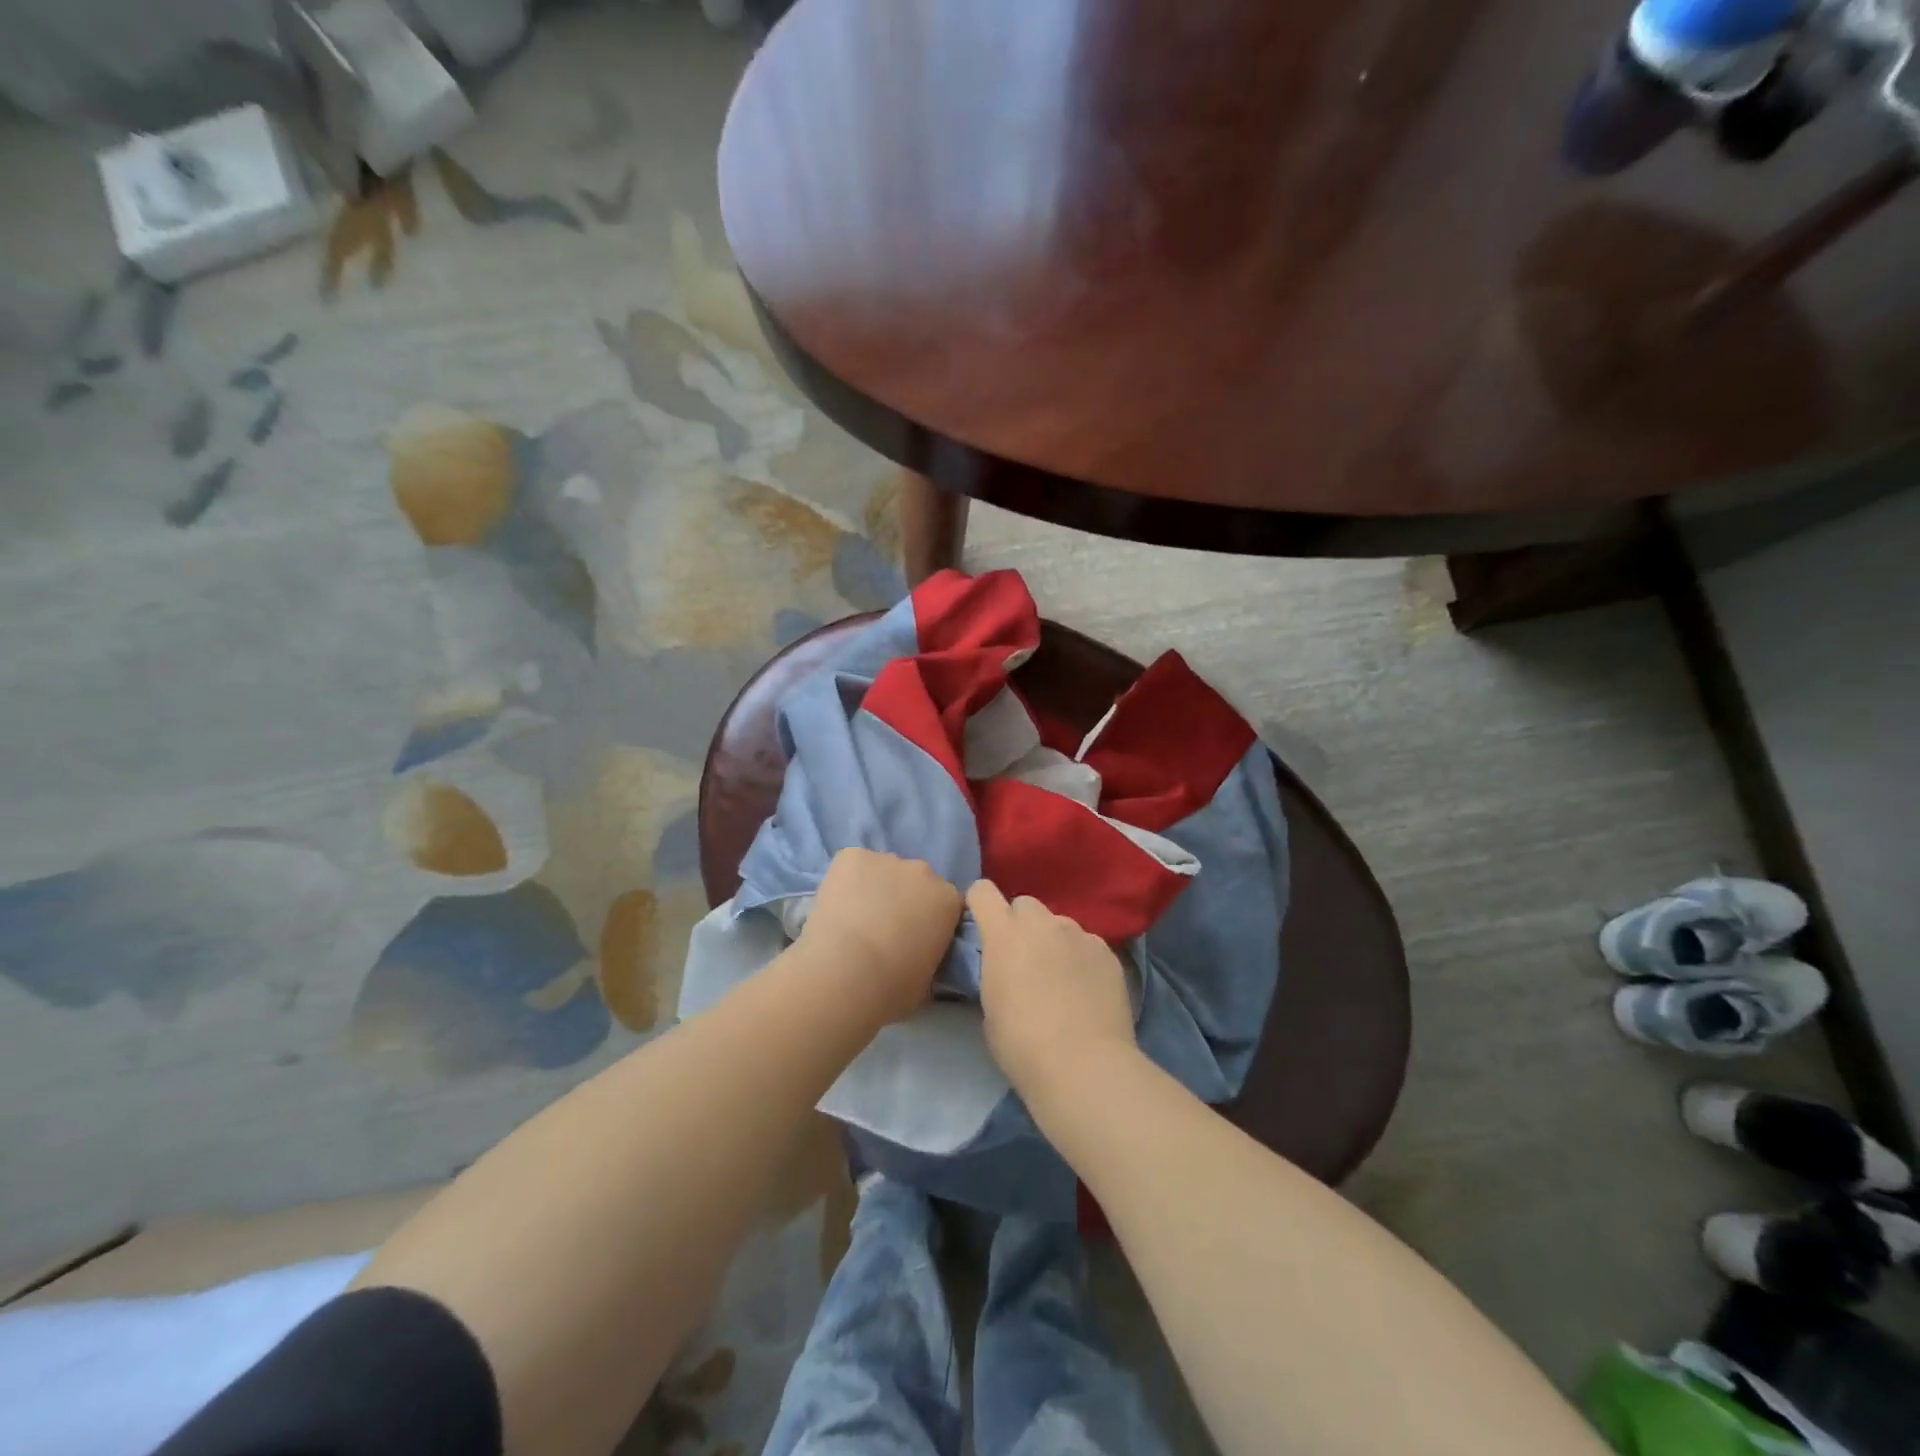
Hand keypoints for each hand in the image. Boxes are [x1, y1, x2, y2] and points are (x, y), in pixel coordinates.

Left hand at [800, 849, 962, 1023]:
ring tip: (853, 919)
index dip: (930, 920)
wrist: (845, 972)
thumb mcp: (927, 983)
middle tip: (883, 930)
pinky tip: (835, 906)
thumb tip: (920, 959)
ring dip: (874, 888)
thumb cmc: (892, 988)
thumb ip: (930, 961)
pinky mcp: (852, 855)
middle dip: (903, 899)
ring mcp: (887, 859)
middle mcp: (924, 871)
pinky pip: (852, 864)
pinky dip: (845, 881)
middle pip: (916, 881)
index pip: (946, 903)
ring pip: (882, 871)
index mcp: (949, 900)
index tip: (915, 939)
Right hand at [966, 880, 1138, 1101]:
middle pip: (1025, 905)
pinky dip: (1082, 958)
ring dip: (1054, 941)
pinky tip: (1086, 989)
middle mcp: (1042, 923)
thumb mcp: (990, 1006)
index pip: (983, 892)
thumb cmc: (1021, 1044)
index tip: (983, 926)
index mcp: (1004, 934)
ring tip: (1061, 978)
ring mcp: (1079, 934)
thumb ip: (996, 972)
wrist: (1083, 1065)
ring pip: (1060, 924)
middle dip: (1021, 924)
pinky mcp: (1107, 952)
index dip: (980, 905)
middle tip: (1025, 959)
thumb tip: (1008, 969)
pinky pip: (1087, 944)